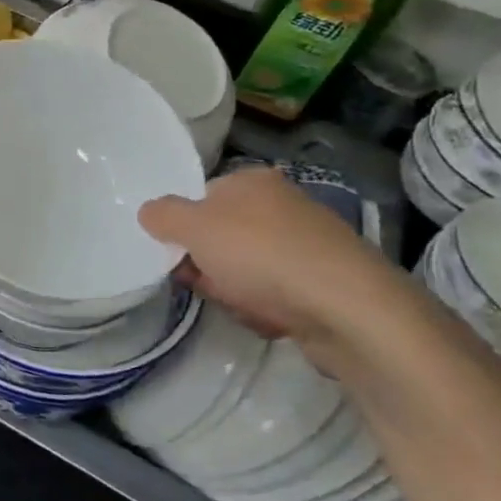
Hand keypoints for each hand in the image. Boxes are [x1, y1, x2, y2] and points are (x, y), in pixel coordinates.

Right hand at [140, 168, 427, 367]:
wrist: (350, 310)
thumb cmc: (261, 256)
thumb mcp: (192, 228)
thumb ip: (161, 215)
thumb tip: (151, 212)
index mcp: (253, 180)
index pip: (200, 198)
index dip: (183, 229)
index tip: (177, 255)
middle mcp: (284, 203)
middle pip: (222, 236)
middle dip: (209, 265)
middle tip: (207, 283)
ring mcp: (311, 243)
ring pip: (247, 268)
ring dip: (236, 290)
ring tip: (245, 305)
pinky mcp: (330, 282)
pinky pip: (280, 292)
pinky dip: (269, 307)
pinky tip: (273, 319)